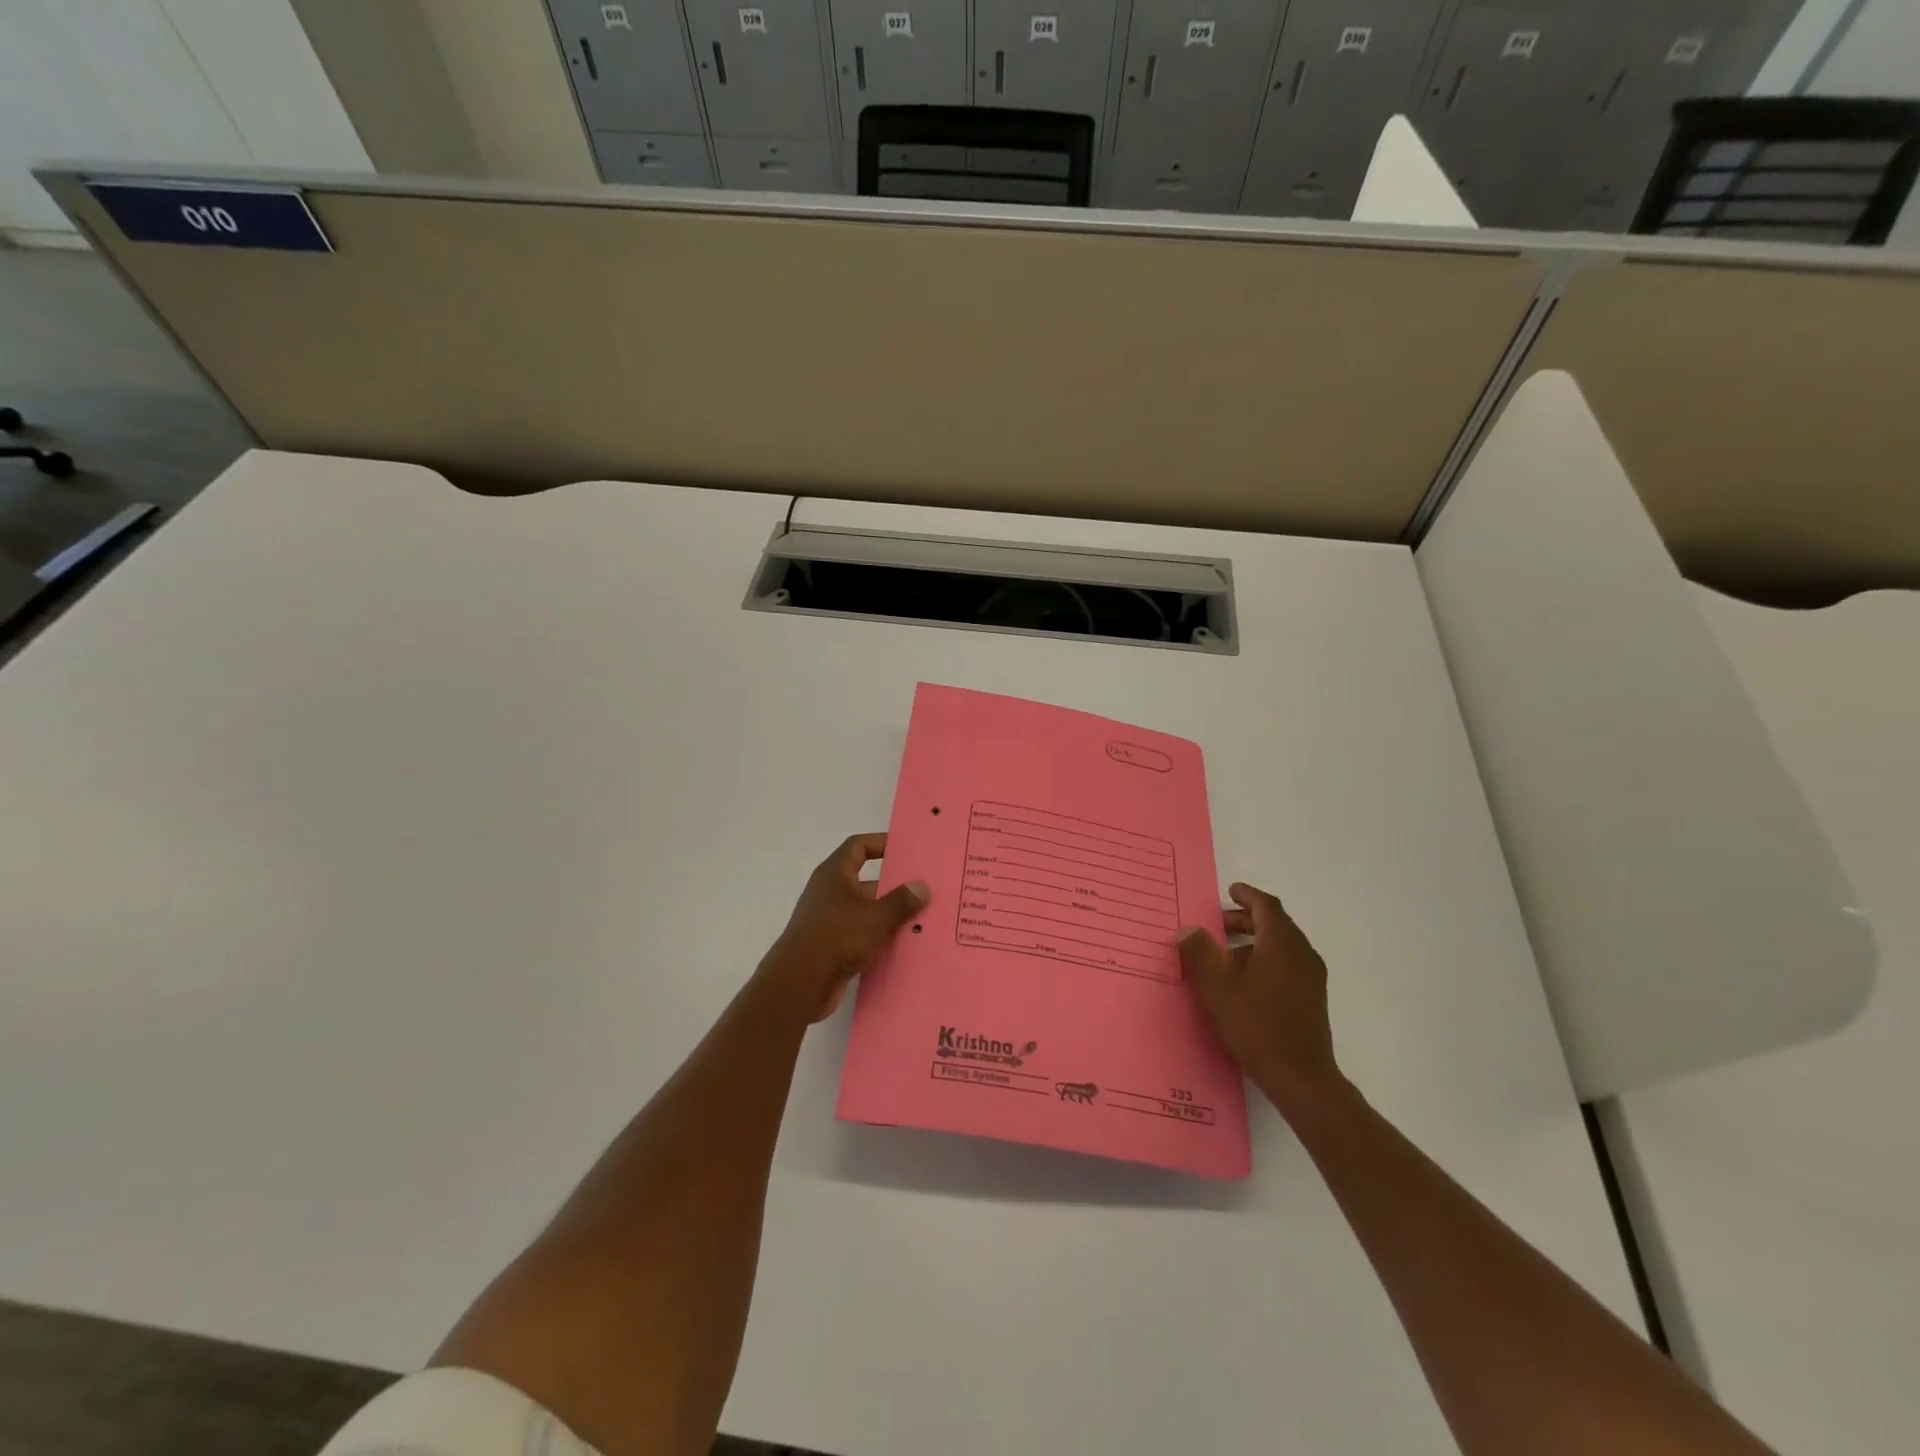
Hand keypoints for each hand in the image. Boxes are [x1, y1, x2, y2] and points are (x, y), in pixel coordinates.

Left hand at [758, 834, 929, 1022]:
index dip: (881, 843)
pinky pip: (862, 935)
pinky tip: (905, 946)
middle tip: (924, 889)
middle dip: (894, 885)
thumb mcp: (875, 916)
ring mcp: (829, 921)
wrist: (800, 983)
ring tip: (923, 919)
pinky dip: (880, 938)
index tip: (906, 849)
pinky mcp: (832, 947)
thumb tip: (921, 886)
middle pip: (866, 881)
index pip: (858, 846)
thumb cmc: (837, 937)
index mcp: (834, 874)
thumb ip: (901, 901)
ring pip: (866, 911)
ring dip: (890, 915)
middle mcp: (829, 893)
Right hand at [1179, 883, 1344, 1117]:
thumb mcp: (1216, 988)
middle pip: (1276, 924)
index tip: (1230, 891)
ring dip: (1255, 941)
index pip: (1267, 906)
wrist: (1301, 1078)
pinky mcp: (1313, 998)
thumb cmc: (1256, 1026)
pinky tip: (1245, 982)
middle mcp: (1302, 954)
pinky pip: (1288, 964)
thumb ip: (1200, 954)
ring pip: (1282, 945)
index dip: (1247, 895)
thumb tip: (1189, 930)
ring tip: (1226, 956)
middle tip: (1218, 924)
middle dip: (1247, 919)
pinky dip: (1266, 959)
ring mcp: (1311, 977)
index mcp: (1281, 944)